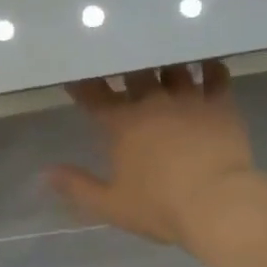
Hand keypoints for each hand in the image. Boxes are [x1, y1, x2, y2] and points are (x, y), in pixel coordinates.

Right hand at [47, 62, 260, 247]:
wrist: (217, 204)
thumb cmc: (160, 207)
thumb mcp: (111, 205)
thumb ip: (77, 187)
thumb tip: (45, 173)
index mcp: (123, 124)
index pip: (94, 95)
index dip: (83, 84)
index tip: (76, 74)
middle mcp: (153, 102)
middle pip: (135, 72)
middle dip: (126, 66)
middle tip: (125, 62)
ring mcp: (189, 99)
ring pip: (173, 67)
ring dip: (166, 63)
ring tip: (164, 59)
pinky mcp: (221, 103)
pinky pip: (215, 75)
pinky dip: (209, 68)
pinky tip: (207, 65)